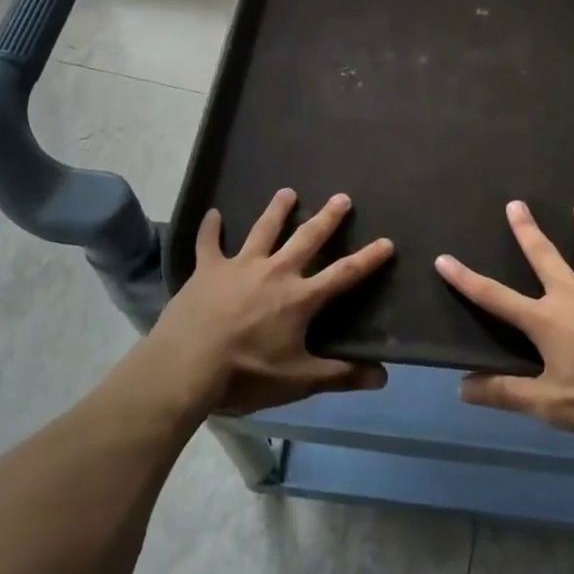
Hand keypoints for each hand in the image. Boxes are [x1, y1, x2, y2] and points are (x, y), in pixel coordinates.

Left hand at [146, 188, 392, 416]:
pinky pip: (209, 243)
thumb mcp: (297, 381)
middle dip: (327, 218)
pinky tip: (213, 213)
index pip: (343, 274)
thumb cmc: (245, 375)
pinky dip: (210, 228)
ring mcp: (240, 266)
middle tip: (341, 197)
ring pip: (263, 230)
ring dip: (277, 210)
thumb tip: (383, 377)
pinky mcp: (208, 269)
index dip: (368, 258)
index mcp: (299, 298)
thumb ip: (340, 375)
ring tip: (287, 191)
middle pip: (307, 238)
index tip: (387, 241)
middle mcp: (275, 272)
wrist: (187, 366)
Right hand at [435, 199, 573, 437]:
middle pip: (543, 256)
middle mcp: (573, 294)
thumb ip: (505, 394)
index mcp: (545, 320)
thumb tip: (460, 388)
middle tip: (516, 204)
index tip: (443, 259)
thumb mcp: (548, 404)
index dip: (466, 279)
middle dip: (527, 230)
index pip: (495, 297)